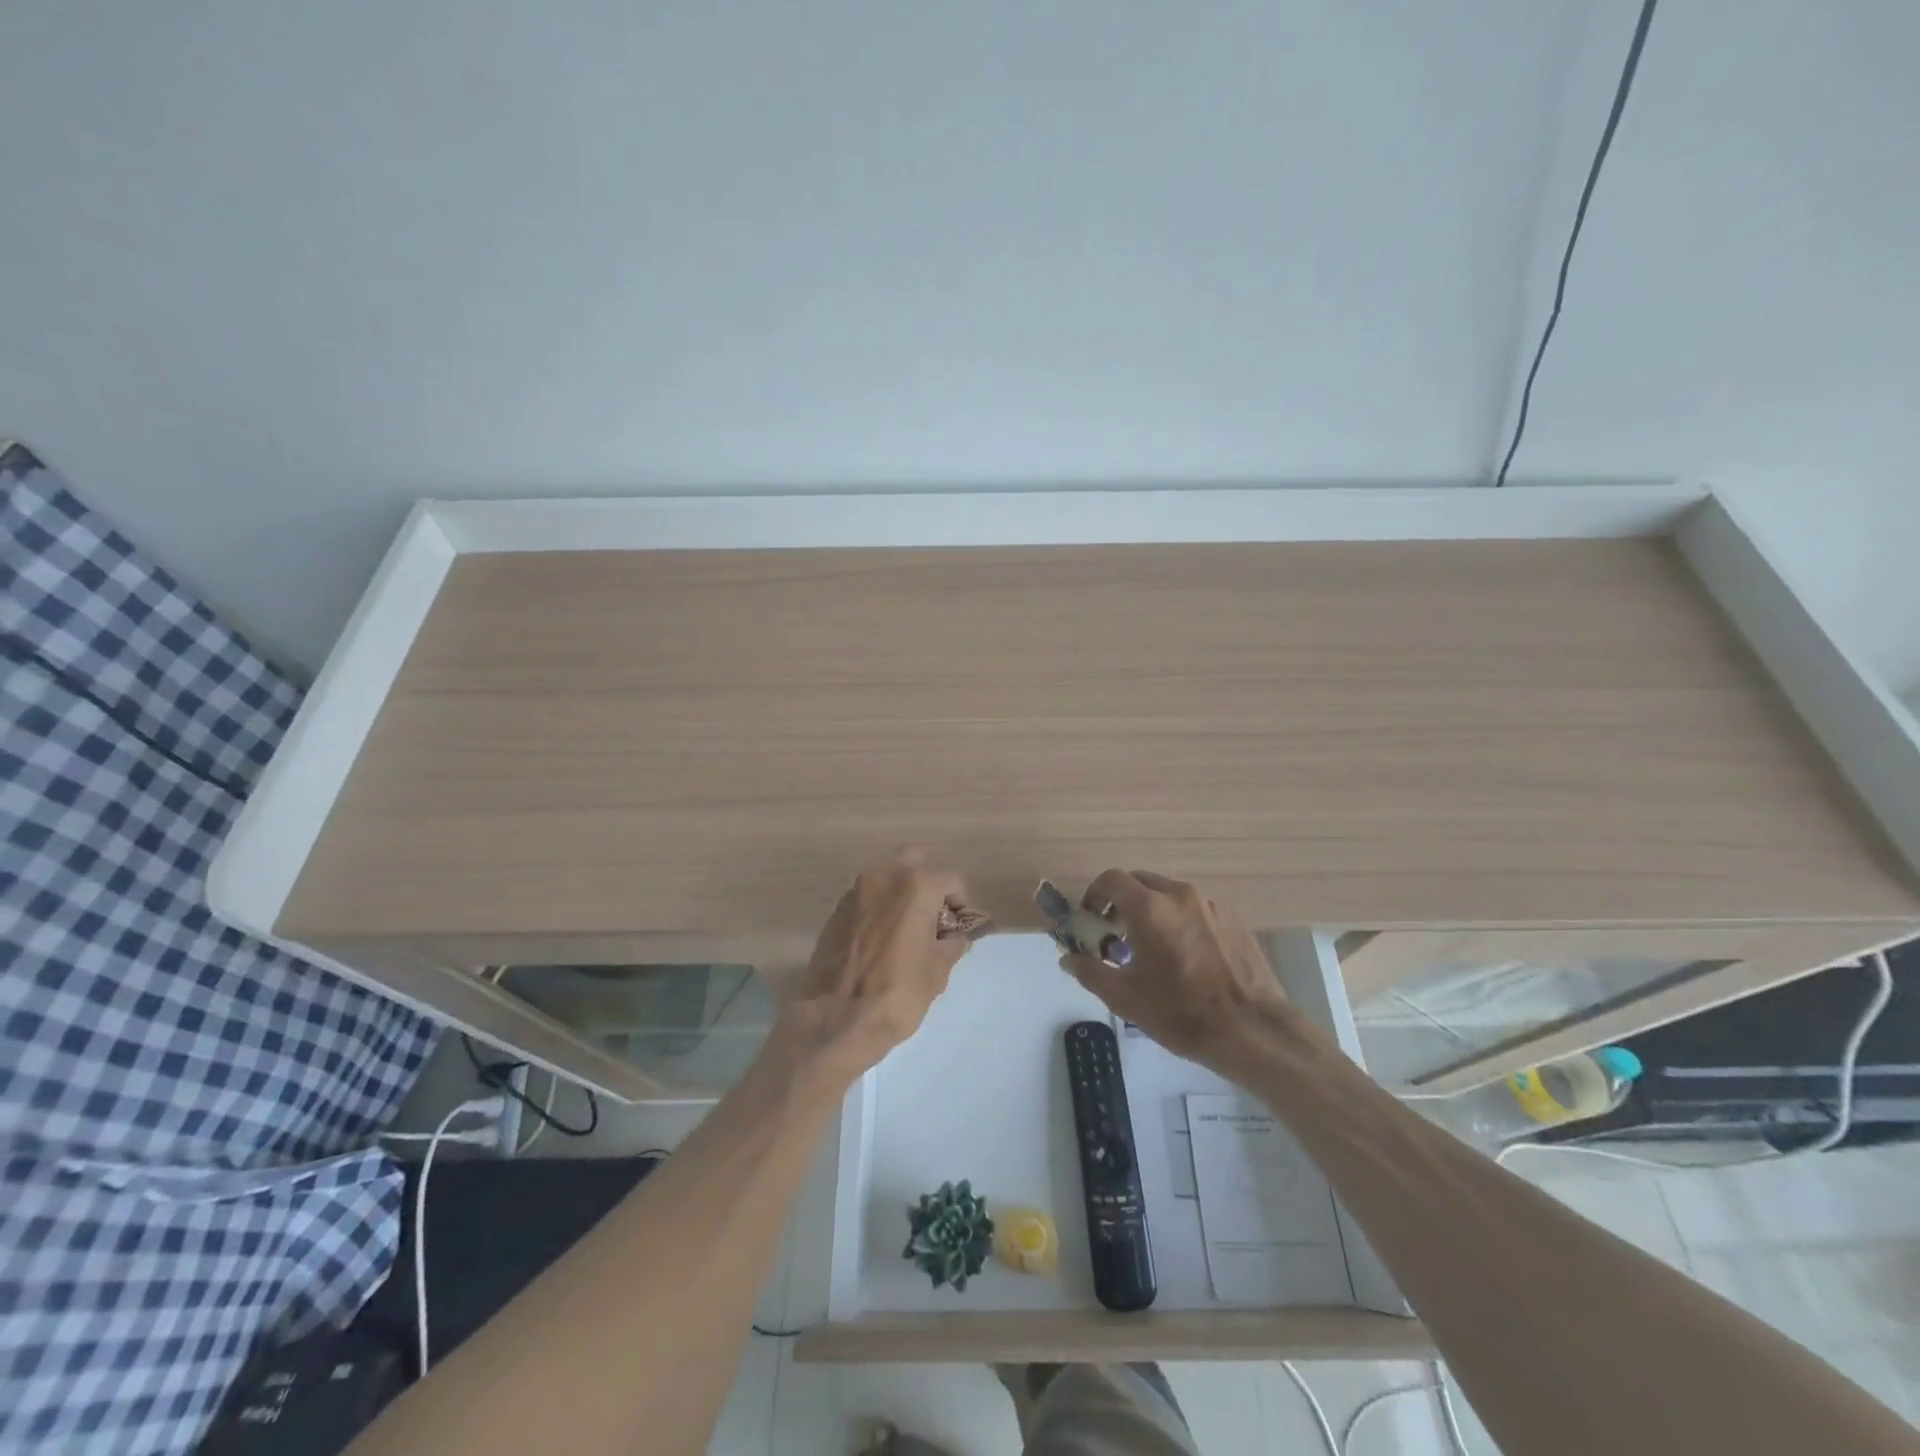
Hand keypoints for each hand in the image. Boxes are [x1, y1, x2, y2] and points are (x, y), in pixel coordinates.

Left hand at [780, 851, 977, 1085]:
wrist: (836, 1019)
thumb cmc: (898, 992)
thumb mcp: (938, 970)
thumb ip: (952, 944)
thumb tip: (956, 936)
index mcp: (915, 885)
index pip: (950, 880)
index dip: (960, 904)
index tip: (959, 928)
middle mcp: (883, 877)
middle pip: (914, 862)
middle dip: (928, 883)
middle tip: (934, 916)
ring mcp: (854, 892)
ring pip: (886, 879)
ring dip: (900, 895)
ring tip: (907, 931)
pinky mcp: (834, 912)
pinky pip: (866, 900)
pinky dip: (878, 910)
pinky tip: (881, 942)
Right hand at [1059, 869, 1292, 1078]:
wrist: (1253, 1031)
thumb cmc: (1181, 1013)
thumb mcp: (1125, 998)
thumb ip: (1090, 972)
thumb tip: (1068, 959)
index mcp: (1150, 907)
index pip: (1112, 879)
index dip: (1095, 894)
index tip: (1091, 918)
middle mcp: (1179, 895)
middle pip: (1141, 881)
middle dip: (1123, 900)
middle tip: (1116, 932)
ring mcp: (1211, 905)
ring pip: (1169, 894)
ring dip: (1152, 909)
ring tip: (1151, 946)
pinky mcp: (1233, 920)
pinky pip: (1195, 909)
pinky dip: (1179, 920)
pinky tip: (1184, 955)